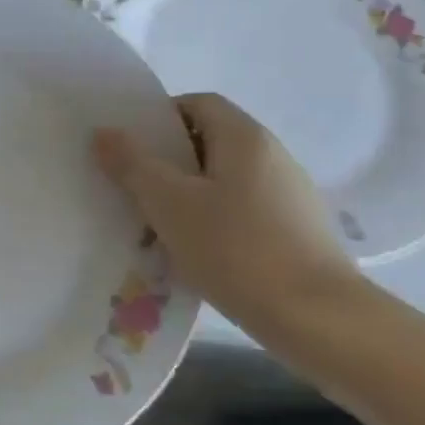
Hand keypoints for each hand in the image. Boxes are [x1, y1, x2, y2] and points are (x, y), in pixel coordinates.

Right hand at [93, 92, 353, 323]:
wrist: (320, 320)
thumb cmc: (236, 248)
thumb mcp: (168, 203)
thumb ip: (132, 163)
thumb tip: (105, 132)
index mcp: (245, 138)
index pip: (197, 103)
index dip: (159, 117)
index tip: (130, 147)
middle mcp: (273, 157)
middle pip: (210, 141)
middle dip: (167, 160)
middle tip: (132, 185)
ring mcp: (290, 196)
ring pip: (223, 179)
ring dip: (187, 193)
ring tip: (156, 223)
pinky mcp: (297, 232)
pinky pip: (242, 210)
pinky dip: (213, 220)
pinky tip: (195, 251)